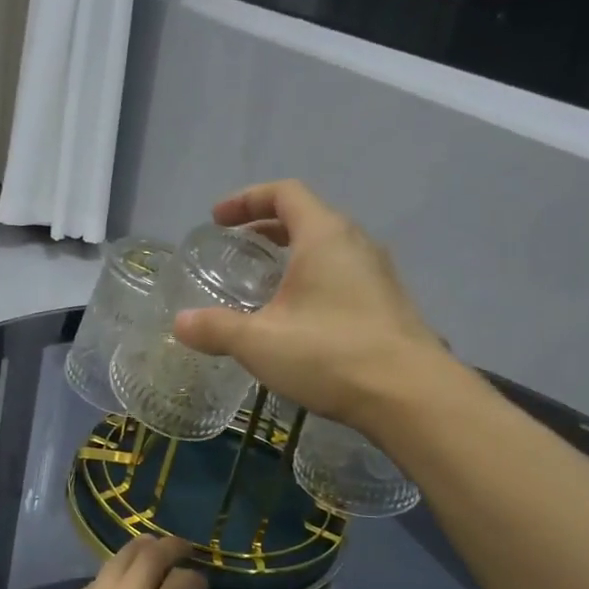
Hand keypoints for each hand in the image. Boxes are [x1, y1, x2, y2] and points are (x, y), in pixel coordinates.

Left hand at [12, 537, 216, 588]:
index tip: (202, 586)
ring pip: (112, 564)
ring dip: (134, 552)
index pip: (182, 582)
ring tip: (145, 550)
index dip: (196, 578)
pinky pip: (87, 587)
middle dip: (168, 547)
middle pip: (146, 556)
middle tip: (180, 547)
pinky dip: (105, 579)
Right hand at [172, 180, 452, 427]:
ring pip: (327, 248)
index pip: (285, 193)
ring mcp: (377, 274)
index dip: (247, 200)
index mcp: (324, 236)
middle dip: (268, 227)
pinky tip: (297, 318)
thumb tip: (180, 324)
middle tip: (238, 248)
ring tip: (264, 283)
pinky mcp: (387, 304)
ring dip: (292, 255)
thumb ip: (215, 329)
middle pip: (307, 217)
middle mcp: (355, 244)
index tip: (218, 219)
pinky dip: (312, 279)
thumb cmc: (329, 354)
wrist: (409, 395)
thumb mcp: (259, 342)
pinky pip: (342, 275)